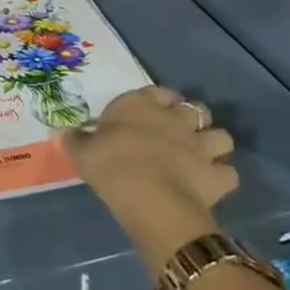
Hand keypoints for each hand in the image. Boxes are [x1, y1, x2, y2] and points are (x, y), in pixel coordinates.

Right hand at [60, 85, 237, 268]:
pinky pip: (228, 173)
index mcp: (140, 105)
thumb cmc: (110, 165)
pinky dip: (221, 178)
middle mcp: (175, 118)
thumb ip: (75, 140)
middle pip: (194, 109)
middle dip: (191, 119)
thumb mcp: (82, 151)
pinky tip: (210, 185)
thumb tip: (61, 133)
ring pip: (222, 137)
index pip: (157, 91)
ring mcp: (201, 146)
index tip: (150, 113)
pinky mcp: (217, 175)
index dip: (158, 101)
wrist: (148, 197)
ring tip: (200, 157)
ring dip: (213, 145)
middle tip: (177, 135)